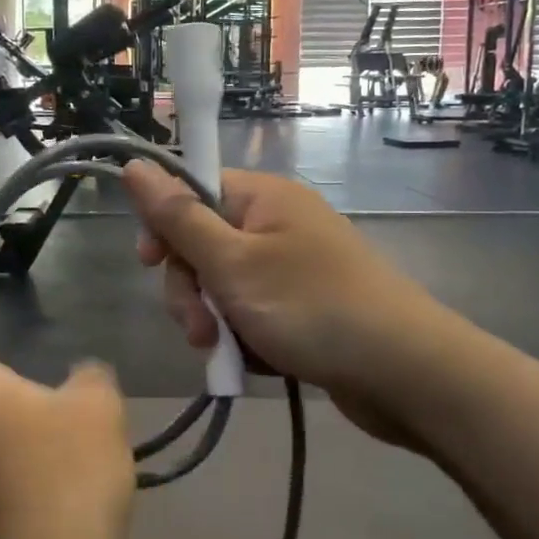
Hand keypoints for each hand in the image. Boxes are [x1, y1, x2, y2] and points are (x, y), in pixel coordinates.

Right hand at [120, 164, 434, 442]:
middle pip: (202, 245)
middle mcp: (275, 223)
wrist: (404, 373)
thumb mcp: (231, 263)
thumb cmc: (310, 307)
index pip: (191, 191)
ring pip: (222, 286)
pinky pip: (250, 312)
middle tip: (201, 329)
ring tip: (228, 352)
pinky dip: (244, 336)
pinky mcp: (301, 306)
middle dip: (191, 290)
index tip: (150, 264)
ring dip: (214, 320)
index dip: (164, 226)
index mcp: (261, 197)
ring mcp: (290, 267)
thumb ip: (177, 217)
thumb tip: (134, 165)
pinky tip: (255, 360)